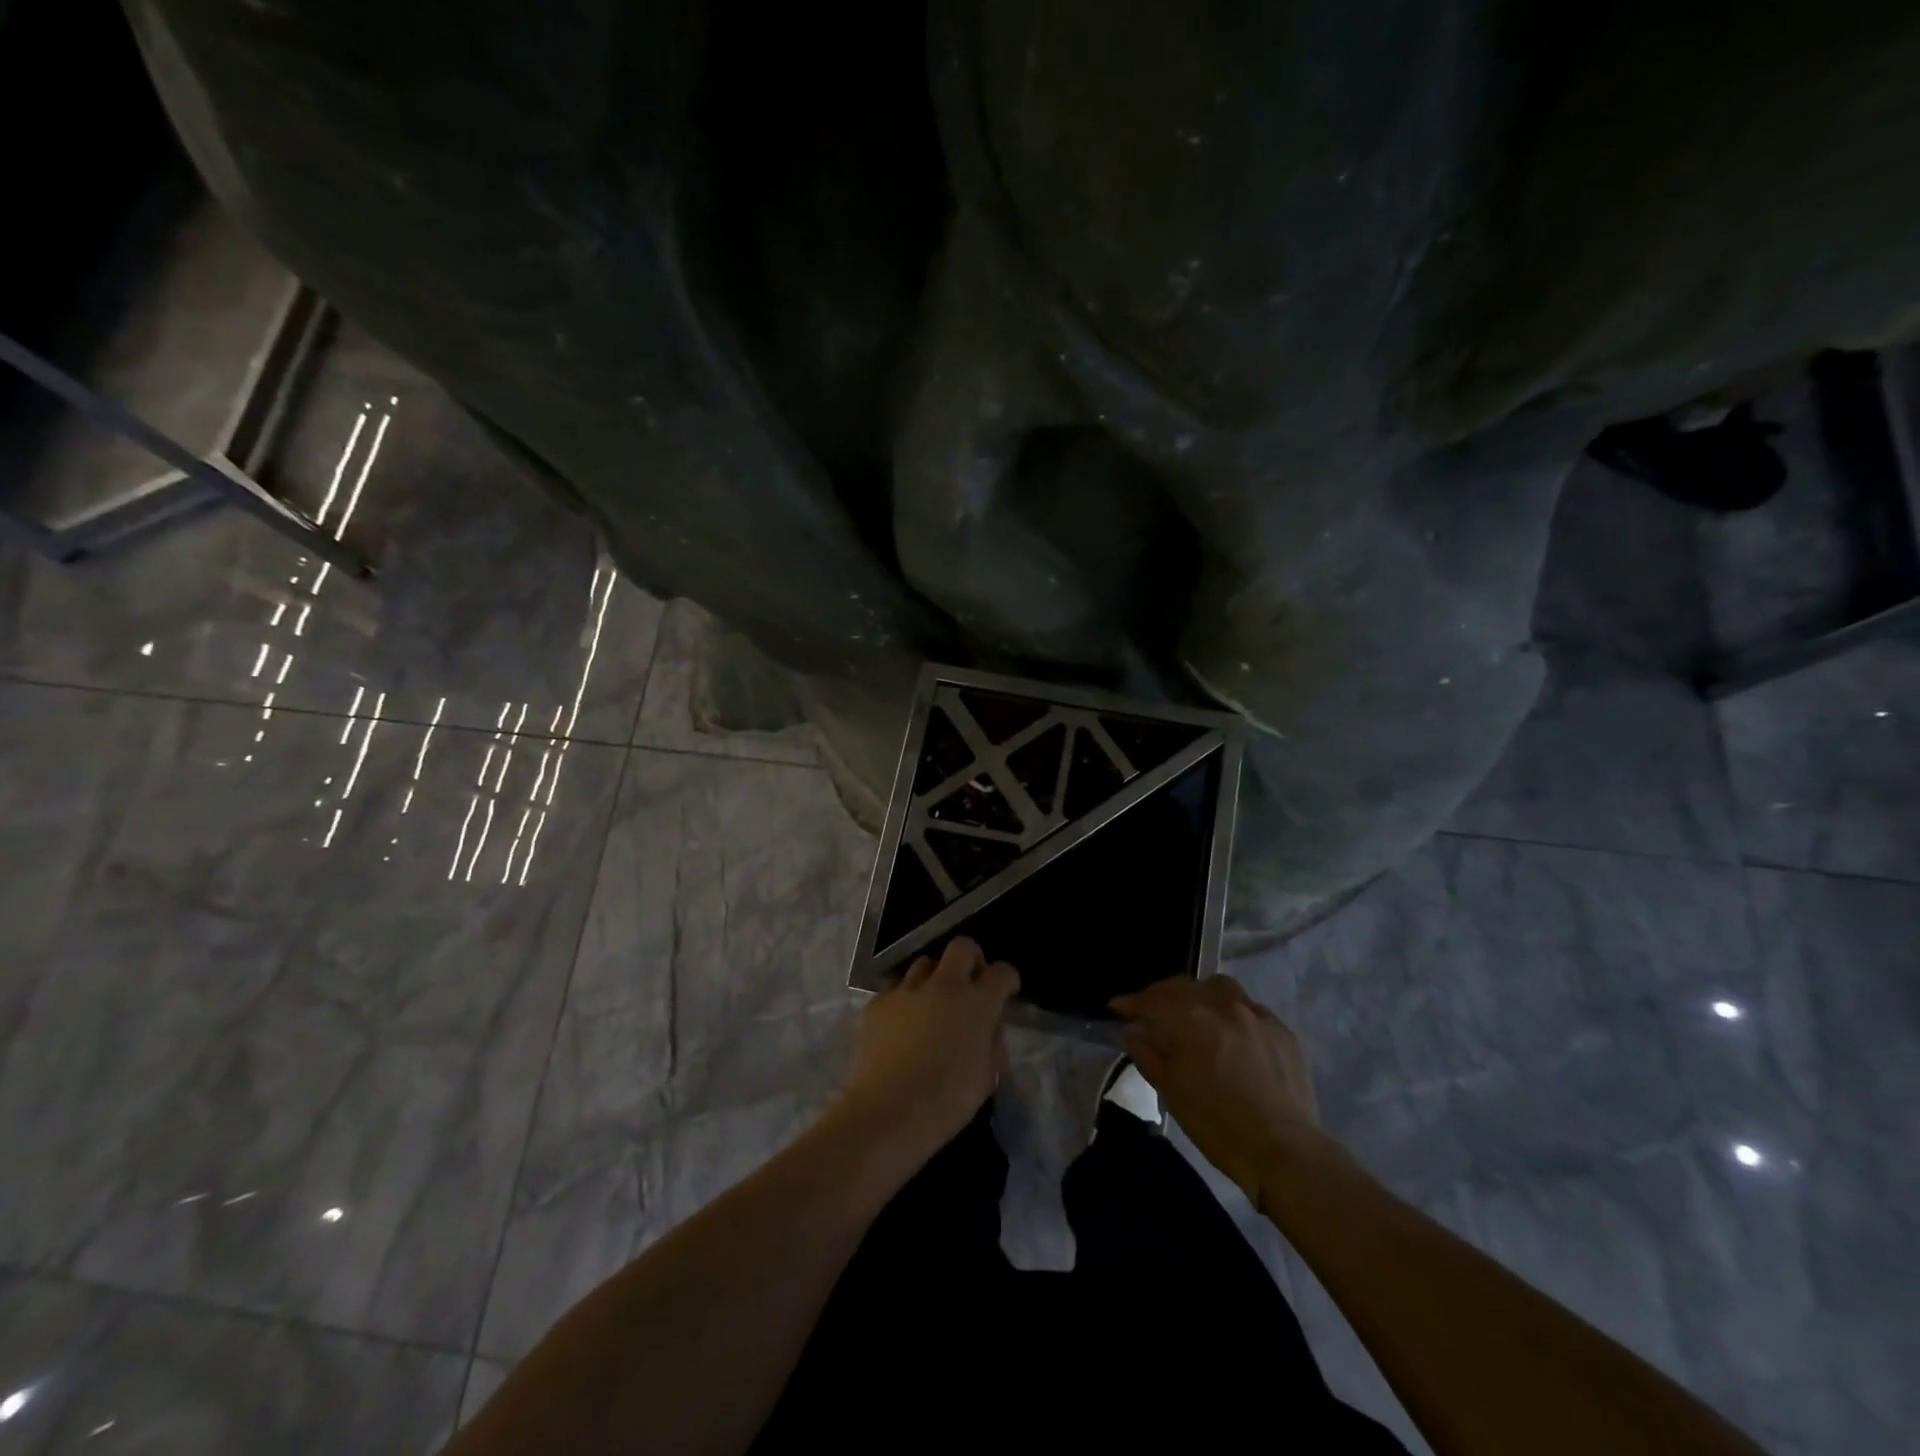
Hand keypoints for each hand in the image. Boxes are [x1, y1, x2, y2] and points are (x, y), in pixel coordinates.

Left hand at [837, 937, 1018, 1164]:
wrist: (887, 1112)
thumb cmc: (946, 1101)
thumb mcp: (986, 1078)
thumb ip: (992, 1045)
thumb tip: (988, 1029)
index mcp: (977, 1004)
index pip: (1002, 972)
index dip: (1007, 980)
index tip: (1006, 992)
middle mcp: (944, 986)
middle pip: (961, 948)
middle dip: (971, 960)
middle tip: (970, 985)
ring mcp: (907, 990)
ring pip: (925, 964)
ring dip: (935, 978)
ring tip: (932, 1005)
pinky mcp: (878, 1003)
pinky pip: (896, 989)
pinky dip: (905, 1001)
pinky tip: (902, 1026)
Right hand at [1110, 975, 1326, 1204]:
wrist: (1282, 1151)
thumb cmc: (1217, 1124)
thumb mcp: (1171, 1090)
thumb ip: (1147, 1053)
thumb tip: (1133, 1029)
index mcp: (1191, 1019)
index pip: (1152, 1000)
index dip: (1131, 1003)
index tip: (1117, 1007)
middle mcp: (1222, 1005)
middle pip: (1183, 986)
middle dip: (1161, 995)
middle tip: (1149, 1011)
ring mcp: (1255, 1014)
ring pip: (1218, 986)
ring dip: (1198, 994)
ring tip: (1192, 1013)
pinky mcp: (1281, 1029)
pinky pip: (1248, 1007)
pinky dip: (1230, 1012)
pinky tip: (1230, 1033)